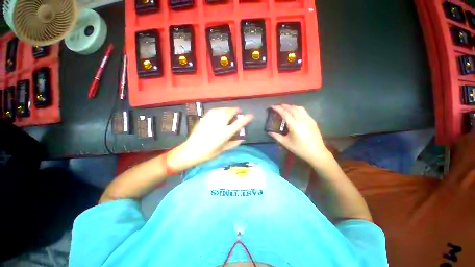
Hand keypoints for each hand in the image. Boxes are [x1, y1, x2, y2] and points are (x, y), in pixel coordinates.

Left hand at [168, 107, 252, 170]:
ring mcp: (211, 120)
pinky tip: (220, 111)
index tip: (251, 116)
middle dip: (236, 110)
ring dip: (228, 108)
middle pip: (230, 113)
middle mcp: (220, 124)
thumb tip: (241, 139)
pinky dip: (219, 109)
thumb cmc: (209, 153)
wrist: (191, 150)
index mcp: (225, 133)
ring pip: (222, 110)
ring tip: (230, 110)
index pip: (239, 123)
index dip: (246, 118)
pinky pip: (214, 110)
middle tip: (238, 111)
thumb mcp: (223, 149)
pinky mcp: (204, 118)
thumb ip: (233, 144)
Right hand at [268, 104, 331, 165]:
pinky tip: (295, 112)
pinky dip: (297, 109)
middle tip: (278, 106)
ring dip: (291, 106)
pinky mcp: (312, 120)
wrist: (316, 152)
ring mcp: (308, 119)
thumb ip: (276, 136)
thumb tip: (269, 132)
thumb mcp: (285, 143)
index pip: (284, 113)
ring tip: (286, 107)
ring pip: (299, 108)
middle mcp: (301, 119)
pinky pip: (304, 111)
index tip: (272, 106)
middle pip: (291, 108)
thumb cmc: (299, 148)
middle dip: (284, 106)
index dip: (278, 108)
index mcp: (294, 125)